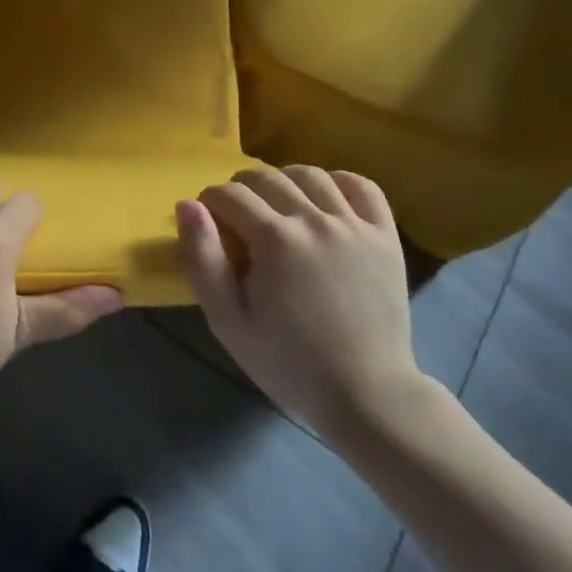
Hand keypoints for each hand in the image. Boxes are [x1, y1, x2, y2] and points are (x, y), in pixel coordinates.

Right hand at [177, 166, 419, 441]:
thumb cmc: (288, 361)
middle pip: (265, 177)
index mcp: (274, 239)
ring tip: (277, 206)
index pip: (228, 194)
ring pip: (309, 174)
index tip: (210, 225)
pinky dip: (339, 182)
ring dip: (283, 180)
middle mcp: (314, 220)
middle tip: (238, 219)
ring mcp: (354, 225)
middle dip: (240, 190)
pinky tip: (324, 200)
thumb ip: (201, 259)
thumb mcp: (228, 320)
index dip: (209, 203)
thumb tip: (187, 205)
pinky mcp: (385, 235)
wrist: (367, 396)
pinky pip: (360, 186)